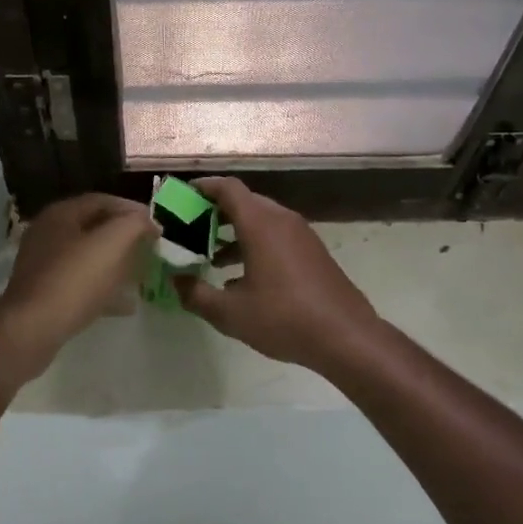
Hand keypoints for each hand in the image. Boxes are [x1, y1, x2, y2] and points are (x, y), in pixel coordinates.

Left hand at [0, 193, 157, 366]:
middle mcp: (48, 234)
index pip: (103, 200)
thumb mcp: (112, 243)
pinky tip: (126, 305)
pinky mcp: (45, 293)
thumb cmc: (74, 280)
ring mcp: (44, 265)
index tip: (157, 226)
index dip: (132, 210)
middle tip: (150, 248)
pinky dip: (104, 289)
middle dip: (124, 236)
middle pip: (94, 227)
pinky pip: (81, 284)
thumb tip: (146, 220)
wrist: (32, 330)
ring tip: (141, 274)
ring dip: (116, 263)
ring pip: (88, 257)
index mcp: (61, 214)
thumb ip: (134, 224)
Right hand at [174, 176, 384, 370]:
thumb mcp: (230, 313)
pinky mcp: (312, 252)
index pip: (228, 188)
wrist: (346, 336)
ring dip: (235, 230)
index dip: (203, 187)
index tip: (182, 196)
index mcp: (260, 224)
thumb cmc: (284, 318)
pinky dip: (254, 242)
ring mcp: (302, 235)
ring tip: (210, 254)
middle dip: (215, 211)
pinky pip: (277, 235)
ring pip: (262, 220)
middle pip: (244, 201)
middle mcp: (282, 220)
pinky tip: (241, 276)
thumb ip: (196, 294)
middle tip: (190, 228)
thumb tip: (176, 280)